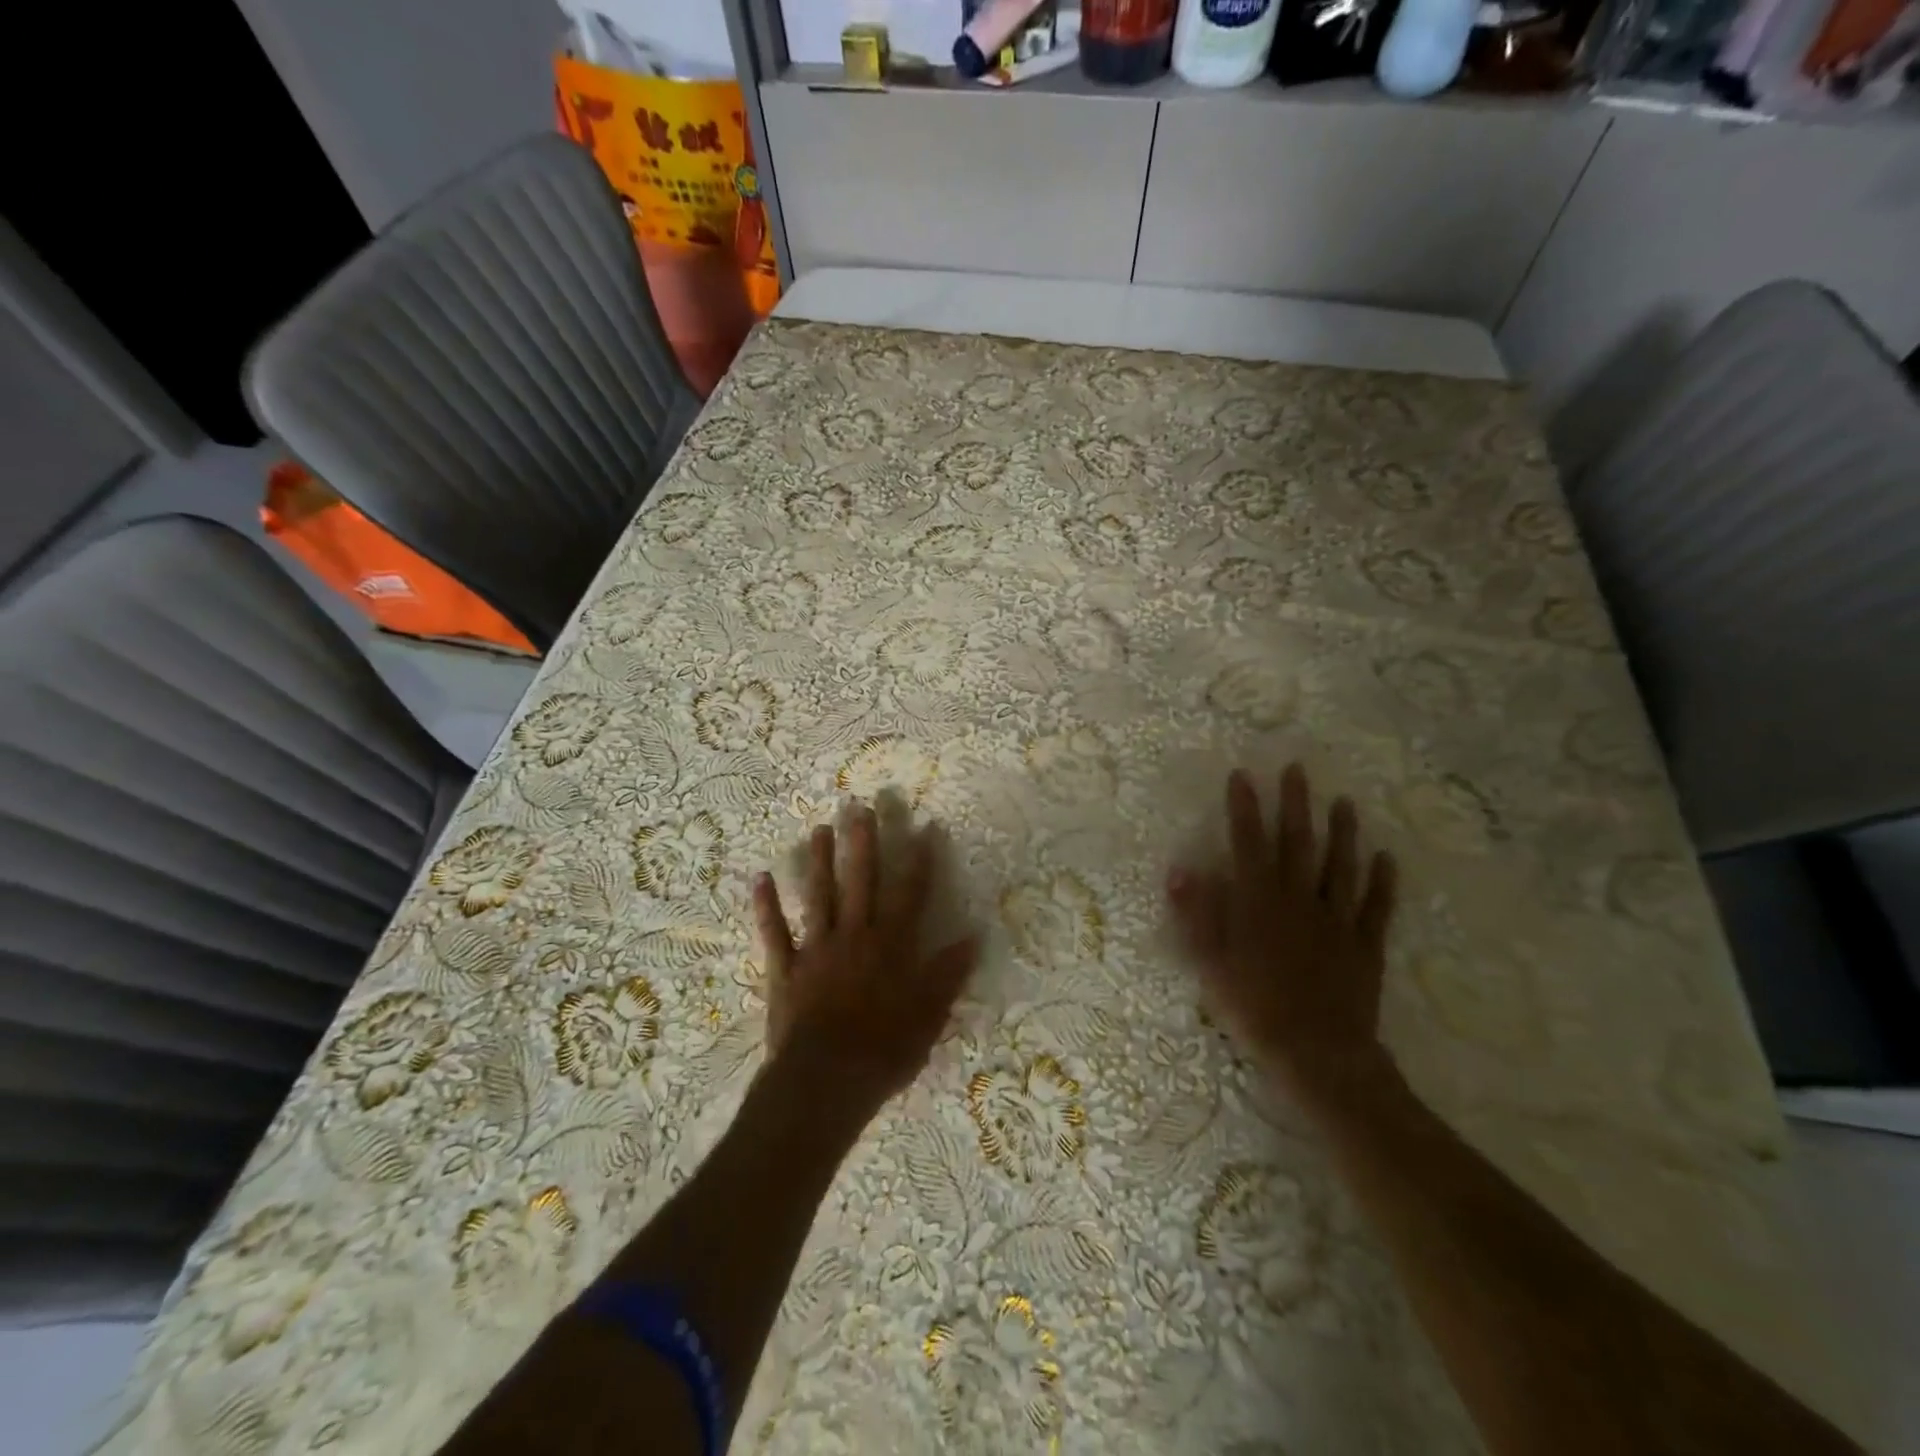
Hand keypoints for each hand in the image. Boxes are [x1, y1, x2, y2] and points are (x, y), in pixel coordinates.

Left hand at [753, 804, 978, 1115]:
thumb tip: (974, 937)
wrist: (825, 1081)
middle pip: (860, 881)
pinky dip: (766, 906)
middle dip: (863, 842)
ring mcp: (817, 949)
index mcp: (891, 945)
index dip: (919, 859)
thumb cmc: (884, 1050)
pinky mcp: (786, 969)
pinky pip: (774, 932)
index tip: (924, 826)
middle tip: (860, 805)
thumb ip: (948, 973)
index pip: (910, 893)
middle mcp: (855, 935)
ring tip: (820, 828)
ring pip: (819, 896)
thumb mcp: (929, 1016)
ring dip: (819, 862)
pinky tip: (761, 878)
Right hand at [1167, 765, 1399, 1107]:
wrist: (1317, 1053)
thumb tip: (1180, 870)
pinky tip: (1388, 858)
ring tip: (1344, 801)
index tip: (1242, 775)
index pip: (1247, 843)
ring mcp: (1336, 920)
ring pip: (1340, 866)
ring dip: (1342, 831)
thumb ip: (1196, 914)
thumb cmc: (1253, 1007)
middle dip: (1294, 804)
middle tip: (1297, 769)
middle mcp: (1298, 899)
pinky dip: (1383, 881)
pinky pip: (1376, 906)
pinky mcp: (1364, 945)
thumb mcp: (1209, 962)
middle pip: (1297, 843)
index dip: (1243, 808)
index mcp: (1258, 902)